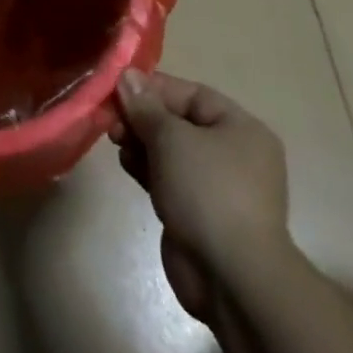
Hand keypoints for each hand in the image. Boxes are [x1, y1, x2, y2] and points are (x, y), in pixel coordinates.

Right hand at [110, 70, 293, 352]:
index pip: (192, 95)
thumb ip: (146, 106)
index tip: (118, 88)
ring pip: (170, 151)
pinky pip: (168, 178)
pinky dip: (147, 168)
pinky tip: (126, 164)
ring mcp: (217, 186)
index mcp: (240, 129)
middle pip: (179, 122)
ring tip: (115, 140)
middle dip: (143, 118)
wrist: (231, 277)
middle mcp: (233, 153)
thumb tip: (127, 75)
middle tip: (111, 118)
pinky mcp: (199, 213)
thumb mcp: (172, 138)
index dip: (154, 88)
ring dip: (141, 142)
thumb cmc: (207, 191)